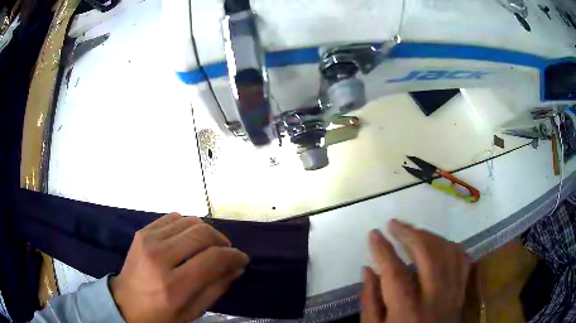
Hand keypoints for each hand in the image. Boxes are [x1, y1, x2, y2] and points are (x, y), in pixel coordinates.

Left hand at [111, 213, 248, 322]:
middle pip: (202, 233)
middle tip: (227, 252)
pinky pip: (174, 217)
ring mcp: (148, 240)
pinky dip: (188, 226)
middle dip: (222, 241)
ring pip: (190, 221)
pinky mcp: (142, 232)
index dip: (234, 256)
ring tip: (209, 247)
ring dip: (206, 232)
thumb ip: (217, 287)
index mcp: (174, 285)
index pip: (213, 259)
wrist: (125, 303)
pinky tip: (188, 240)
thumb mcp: (193, 311)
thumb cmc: (161, 314)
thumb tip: (236, 267)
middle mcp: (159, 257)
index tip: (241, 259)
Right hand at [361, 220, 470, 322]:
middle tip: (394, 224)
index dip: (383, 249)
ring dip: (429, 236)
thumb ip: (370, 301)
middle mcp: (434, 297)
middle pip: (427, 254)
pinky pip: (462, 260)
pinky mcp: (461, 292)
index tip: (374, 233)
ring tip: (413, 231)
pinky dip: (450, 247)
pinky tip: (438, 244)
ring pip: (447, 252)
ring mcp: (453, 293)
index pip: (394, 271)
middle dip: (409, 233)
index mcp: (407, 310)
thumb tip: (368, 269)